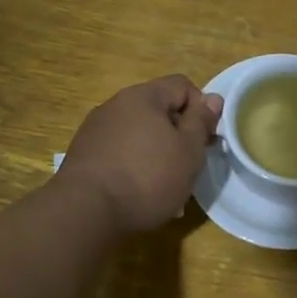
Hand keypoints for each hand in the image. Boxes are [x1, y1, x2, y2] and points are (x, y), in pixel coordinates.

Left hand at [59, 76, 221, 234]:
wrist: (86, 211)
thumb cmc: (148, 177)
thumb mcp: (189, 150)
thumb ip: (202, 121)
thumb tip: (212, 98)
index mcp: (143, 96)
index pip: (182, 85)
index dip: (201, 109)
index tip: (206, 140)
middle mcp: (116, 105)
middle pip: (159, 111)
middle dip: (178, 136)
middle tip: (189, 168)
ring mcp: (96, 130)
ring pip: (140, 136)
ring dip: (158, 155)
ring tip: (166, 189)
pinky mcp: (84, 155)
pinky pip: (120, 153)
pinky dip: (135, 168)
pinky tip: (140, 195)